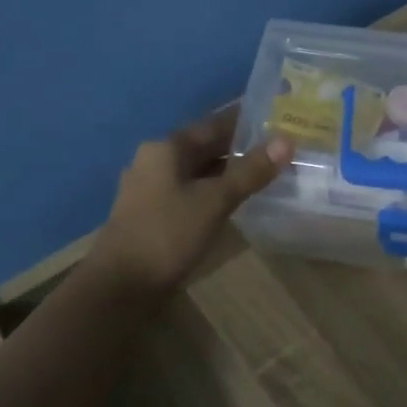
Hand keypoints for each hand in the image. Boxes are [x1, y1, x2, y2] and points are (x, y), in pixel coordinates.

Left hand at [94, 106, 290, 293]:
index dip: (247, 121)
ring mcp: (152, 188)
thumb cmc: (167, 234)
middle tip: (281, 147)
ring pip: (199, 170)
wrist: (120, 287)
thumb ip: (250, 171)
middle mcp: (156, 160)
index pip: (214, 124)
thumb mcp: (215, 201)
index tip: (278, 119)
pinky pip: (192, 190)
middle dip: (241, 147)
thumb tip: (287, 141)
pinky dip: (215, 189)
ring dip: (229, 170)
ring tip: (267, 171)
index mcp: (167, 148)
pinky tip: (237, 199)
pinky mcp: (154, 213)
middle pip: (206, 146)